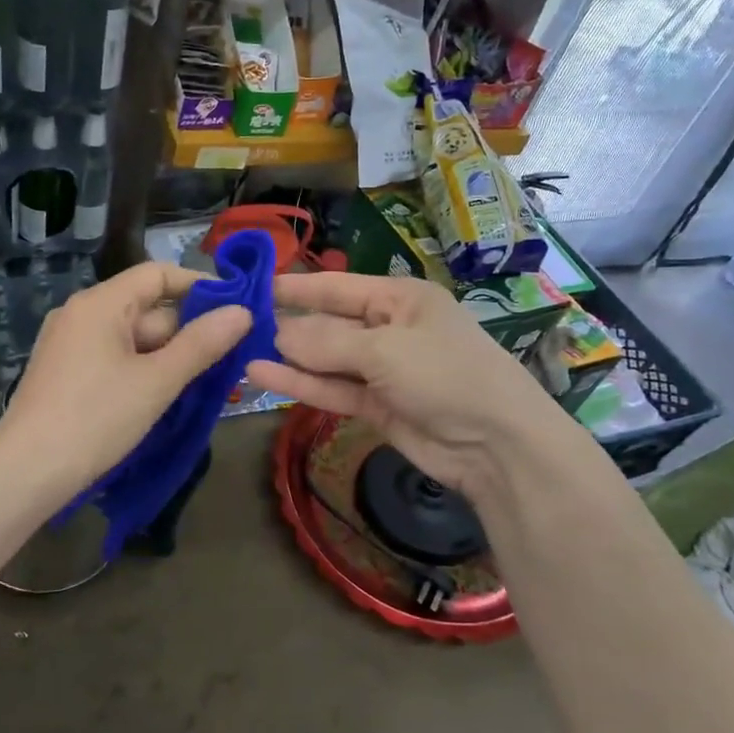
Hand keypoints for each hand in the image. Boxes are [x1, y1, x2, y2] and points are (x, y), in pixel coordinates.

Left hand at [0, 263, 252, 494]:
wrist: (25, 474)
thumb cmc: (95, 419)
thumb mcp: (157, 381)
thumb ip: (202, 344)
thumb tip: (243, 311)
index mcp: (100, 304)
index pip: (157, 274)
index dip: (199, 285)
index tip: (236, 308)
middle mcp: (81, 314)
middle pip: (146, 307)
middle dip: (188, 329)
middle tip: (231, 354)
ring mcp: (69, 345)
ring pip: (132, 338)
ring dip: (169, 354)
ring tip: (208, 378)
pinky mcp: (65, 374)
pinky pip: (115, 358)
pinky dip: (143, 370)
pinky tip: (166, 394)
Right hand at [246, 272, 585, 505]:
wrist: (497, 446)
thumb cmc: (446, 375)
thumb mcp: (385, 350)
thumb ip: (326, 343)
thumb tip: (277, 334)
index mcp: (400, 298)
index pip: (337, 287)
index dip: (296, 287)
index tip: (253, 286)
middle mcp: (389, 329)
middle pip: (329, 324)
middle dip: (288, 326)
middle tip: (236, 326)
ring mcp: (382, 370)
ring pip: (326, 360)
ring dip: (289, 358)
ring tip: (240, 352)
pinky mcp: (376, 406)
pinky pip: (333, 389)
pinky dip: (302, 384)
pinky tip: (263, 376)